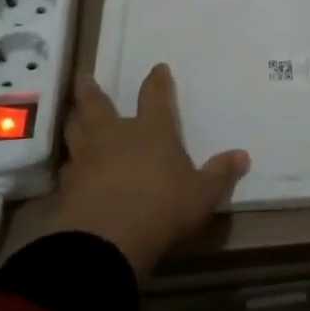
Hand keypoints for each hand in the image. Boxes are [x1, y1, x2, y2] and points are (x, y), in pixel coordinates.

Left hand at [34, 66, 248, 276]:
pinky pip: (67, 167)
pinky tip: (69, 167)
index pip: (155, 97)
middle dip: (91, 90)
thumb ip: (220, 175)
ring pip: (75, 130)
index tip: (157, 68)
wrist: (105, 242)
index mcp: (151, 130)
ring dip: (74, 119)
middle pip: (98, 105)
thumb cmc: (161, 208)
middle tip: (84, 77)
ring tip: (72, 113)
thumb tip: (243, 155)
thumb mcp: (201, 195)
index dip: (157, 81)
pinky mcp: (66, 187)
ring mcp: (87, 160)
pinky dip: (69, 163)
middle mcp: (115, 136)